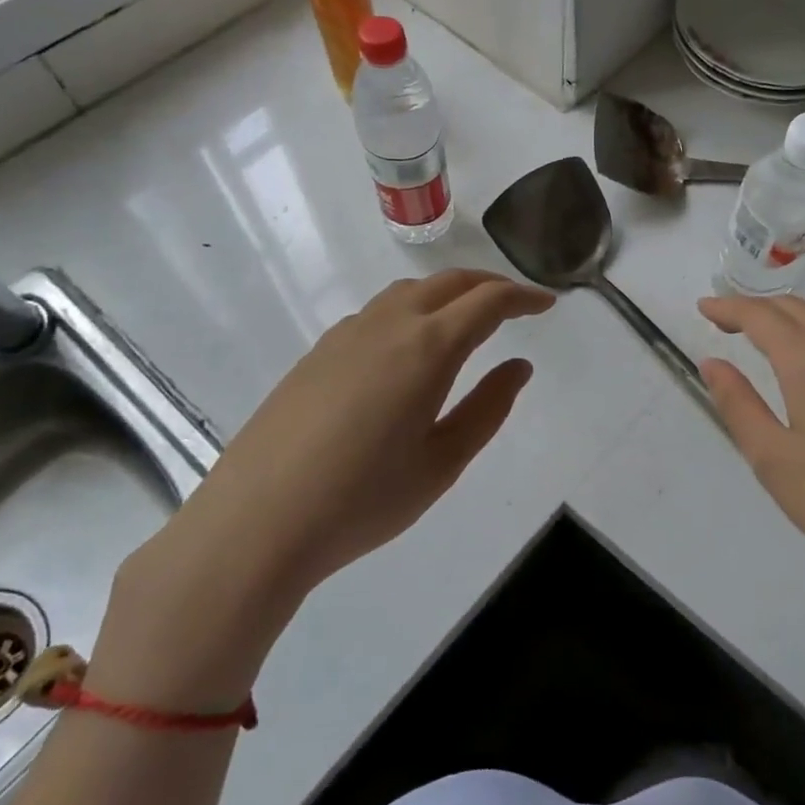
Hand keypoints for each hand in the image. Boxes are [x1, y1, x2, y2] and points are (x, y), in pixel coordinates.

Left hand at [96, 271, 552, 705]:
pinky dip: (412, 310)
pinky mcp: (318, 352)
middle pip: (449, 281)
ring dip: (448, 293)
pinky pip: (378, 312)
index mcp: (428, 347)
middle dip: (490, 284)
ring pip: (410, 291)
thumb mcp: (443, 462)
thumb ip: (488, 408)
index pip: (488, 301)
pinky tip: (410, 348)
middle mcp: (388, 324)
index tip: (548, 304)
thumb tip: (519, 367)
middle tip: (517, 304)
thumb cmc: (364, 499)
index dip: (523, 297)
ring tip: (468, 320)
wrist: (256, 522)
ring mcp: (347, 334)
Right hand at [697, 295, 804, 613]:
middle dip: (756, 307)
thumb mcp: (771, 458)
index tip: (703, 308)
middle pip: (794, 308)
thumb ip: (737, 403)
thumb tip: (712, 363)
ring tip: (765, 331)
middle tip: (725, 319)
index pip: (760, 316)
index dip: (728, 308)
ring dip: (789, 314)